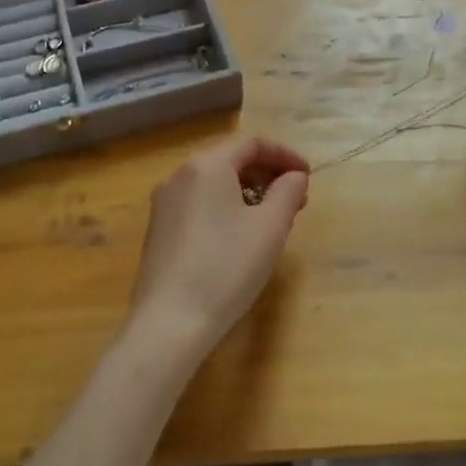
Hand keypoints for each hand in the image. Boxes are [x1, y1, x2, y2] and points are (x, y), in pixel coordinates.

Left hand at [125, 134, 309, 359]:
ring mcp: (164, 203)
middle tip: (295, 200)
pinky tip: (240, 236)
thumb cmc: (227, 266)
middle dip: (267, 174)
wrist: (169, 322)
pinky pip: (199, 204)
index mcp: (206, 165)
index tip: (307, 176)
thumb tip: (294, 177)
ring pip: (214, 183)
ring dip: (247, 192)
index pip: (252, 143)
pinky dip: (225, 207)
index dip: (284, 155)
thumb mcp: (270, 227)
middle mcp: (180, 175)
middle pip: (230, 160)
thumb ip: (288, 192)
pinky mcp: (158, 230)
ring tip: (272, 219)